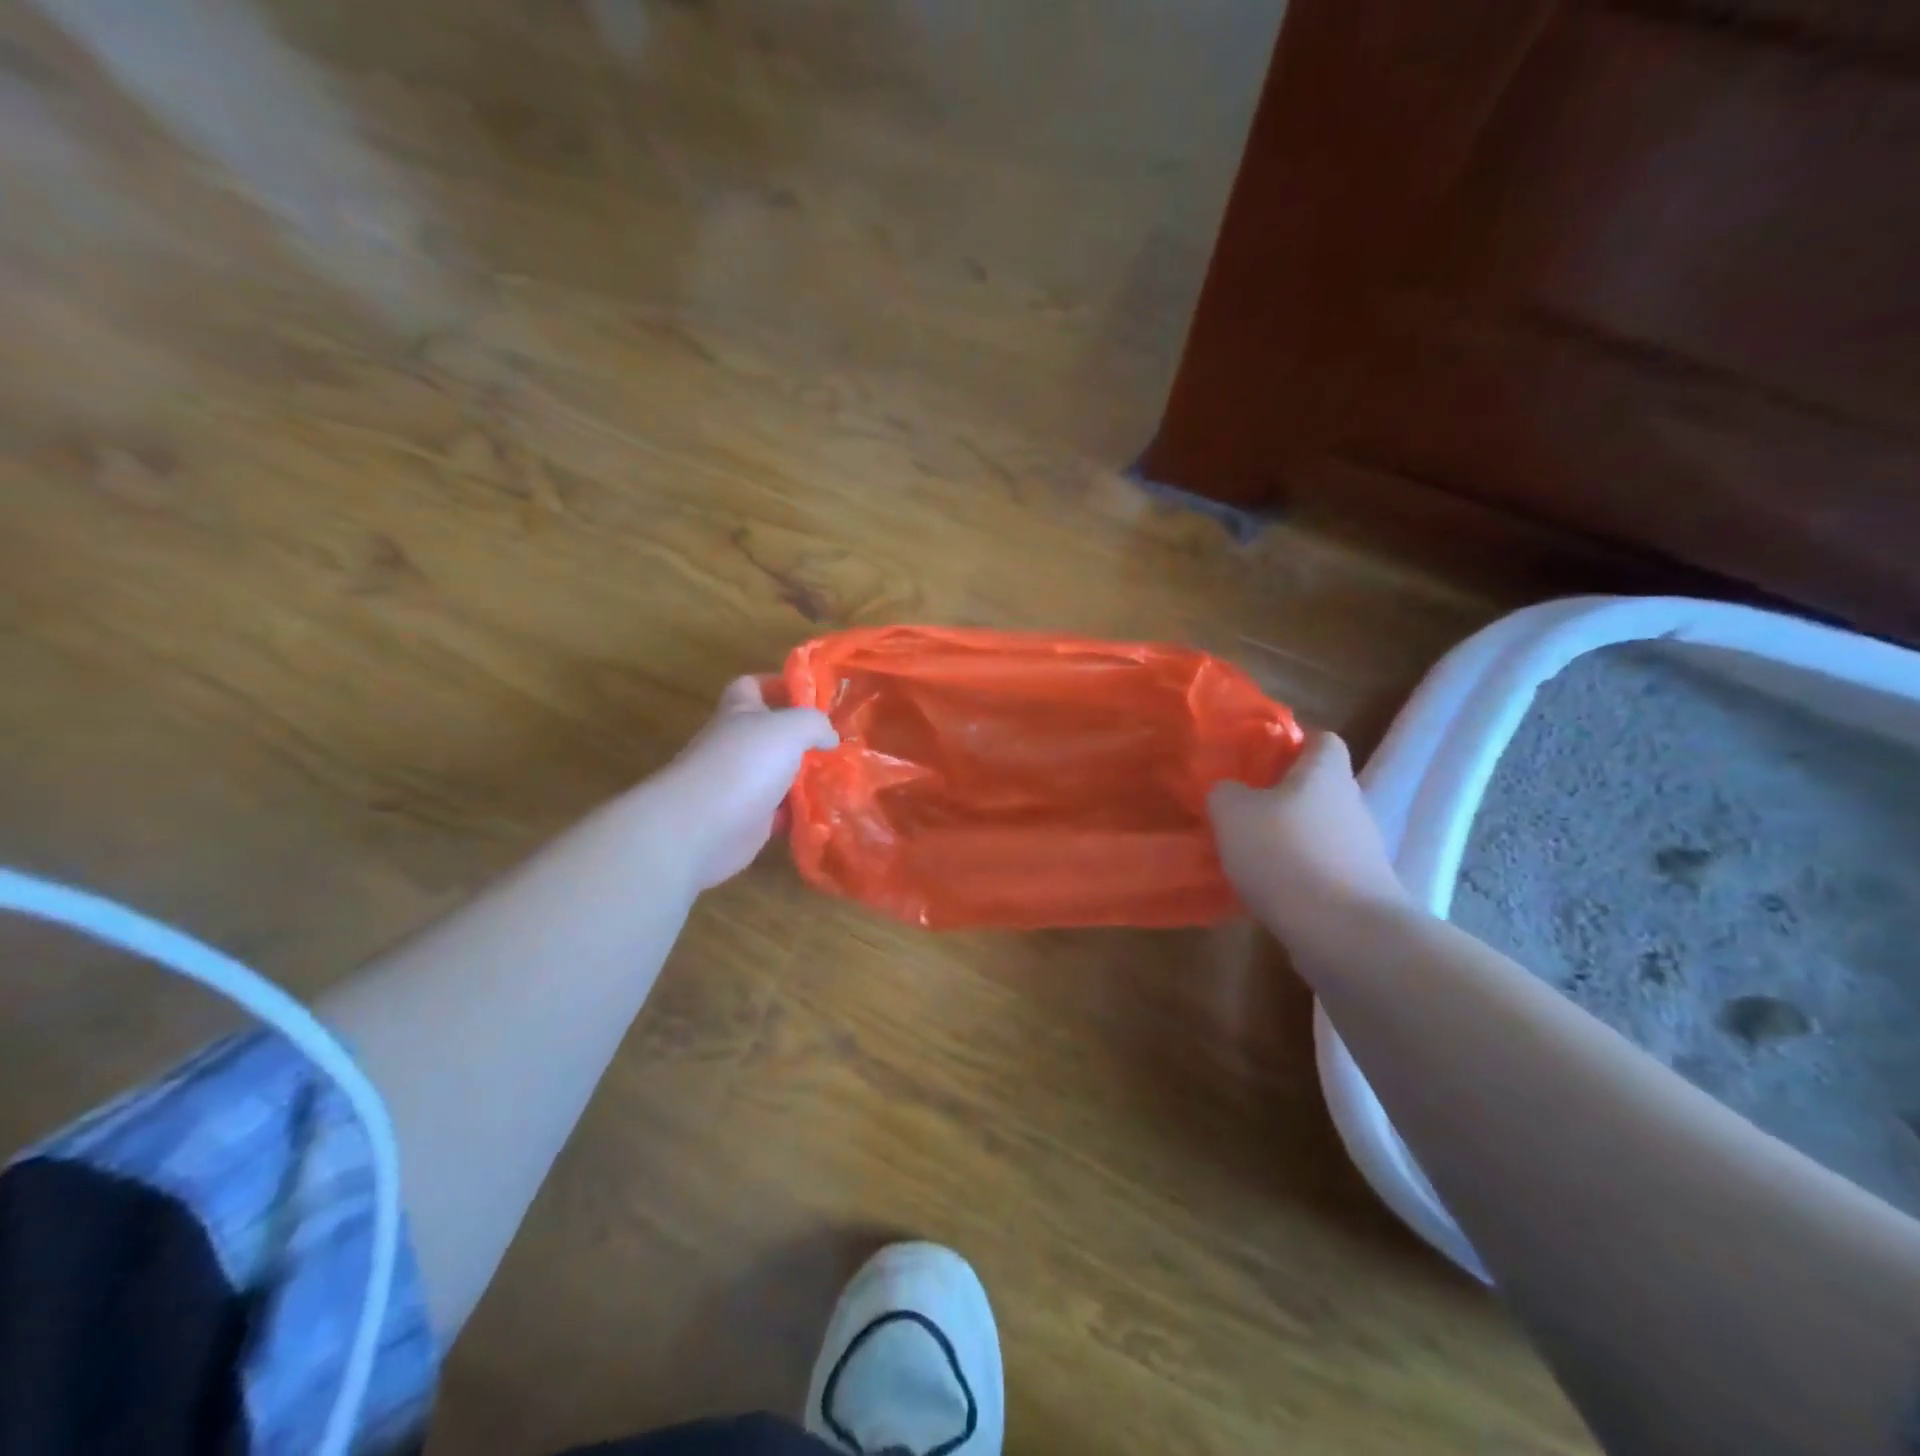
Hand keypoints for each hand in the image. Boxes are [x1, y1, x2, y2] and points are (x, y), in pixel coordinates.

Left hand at [648, 676, 837, 889]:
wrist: (701, 828)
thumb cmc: (744, 764)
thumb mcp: (789, 728)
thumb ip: (814, 724)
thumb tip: (830, 737)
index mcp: (739, 713)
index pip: (752, 686)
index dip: (779, 685)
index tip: (813, 695)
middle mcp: (736, 745)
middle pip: (771, 734)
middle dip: (803, 738)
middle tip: (839, 742)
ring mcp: (740, 784)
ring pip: (779, 774)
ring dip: (805, 777)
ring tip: (842, 777)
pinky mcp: (747, 820)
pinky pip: (780, 812)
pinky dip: (799, 812)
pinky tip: (825, 811)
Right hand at [1208, 732, 1410, 934]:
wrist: (1343, 931)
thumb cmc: (1285, 853)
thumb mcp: (1232, 812)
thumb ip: (1225, 792)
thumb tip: (1230, 792)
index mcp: (1325, 773)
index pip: (1321, 739)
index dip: (1293, 741)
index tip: (1260, 754)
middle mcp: (1351, 804)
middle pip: (1319, 787)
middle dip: (1283, 794)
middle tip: (1242, 805)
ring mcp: (1361, 850)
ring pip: (1318, 830)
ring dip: (1288, 837)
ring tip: (1247, 852)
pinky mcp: (1359, 889)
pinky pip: (1321, 868)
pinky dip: (1296, 874)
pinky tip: (1266, 889)